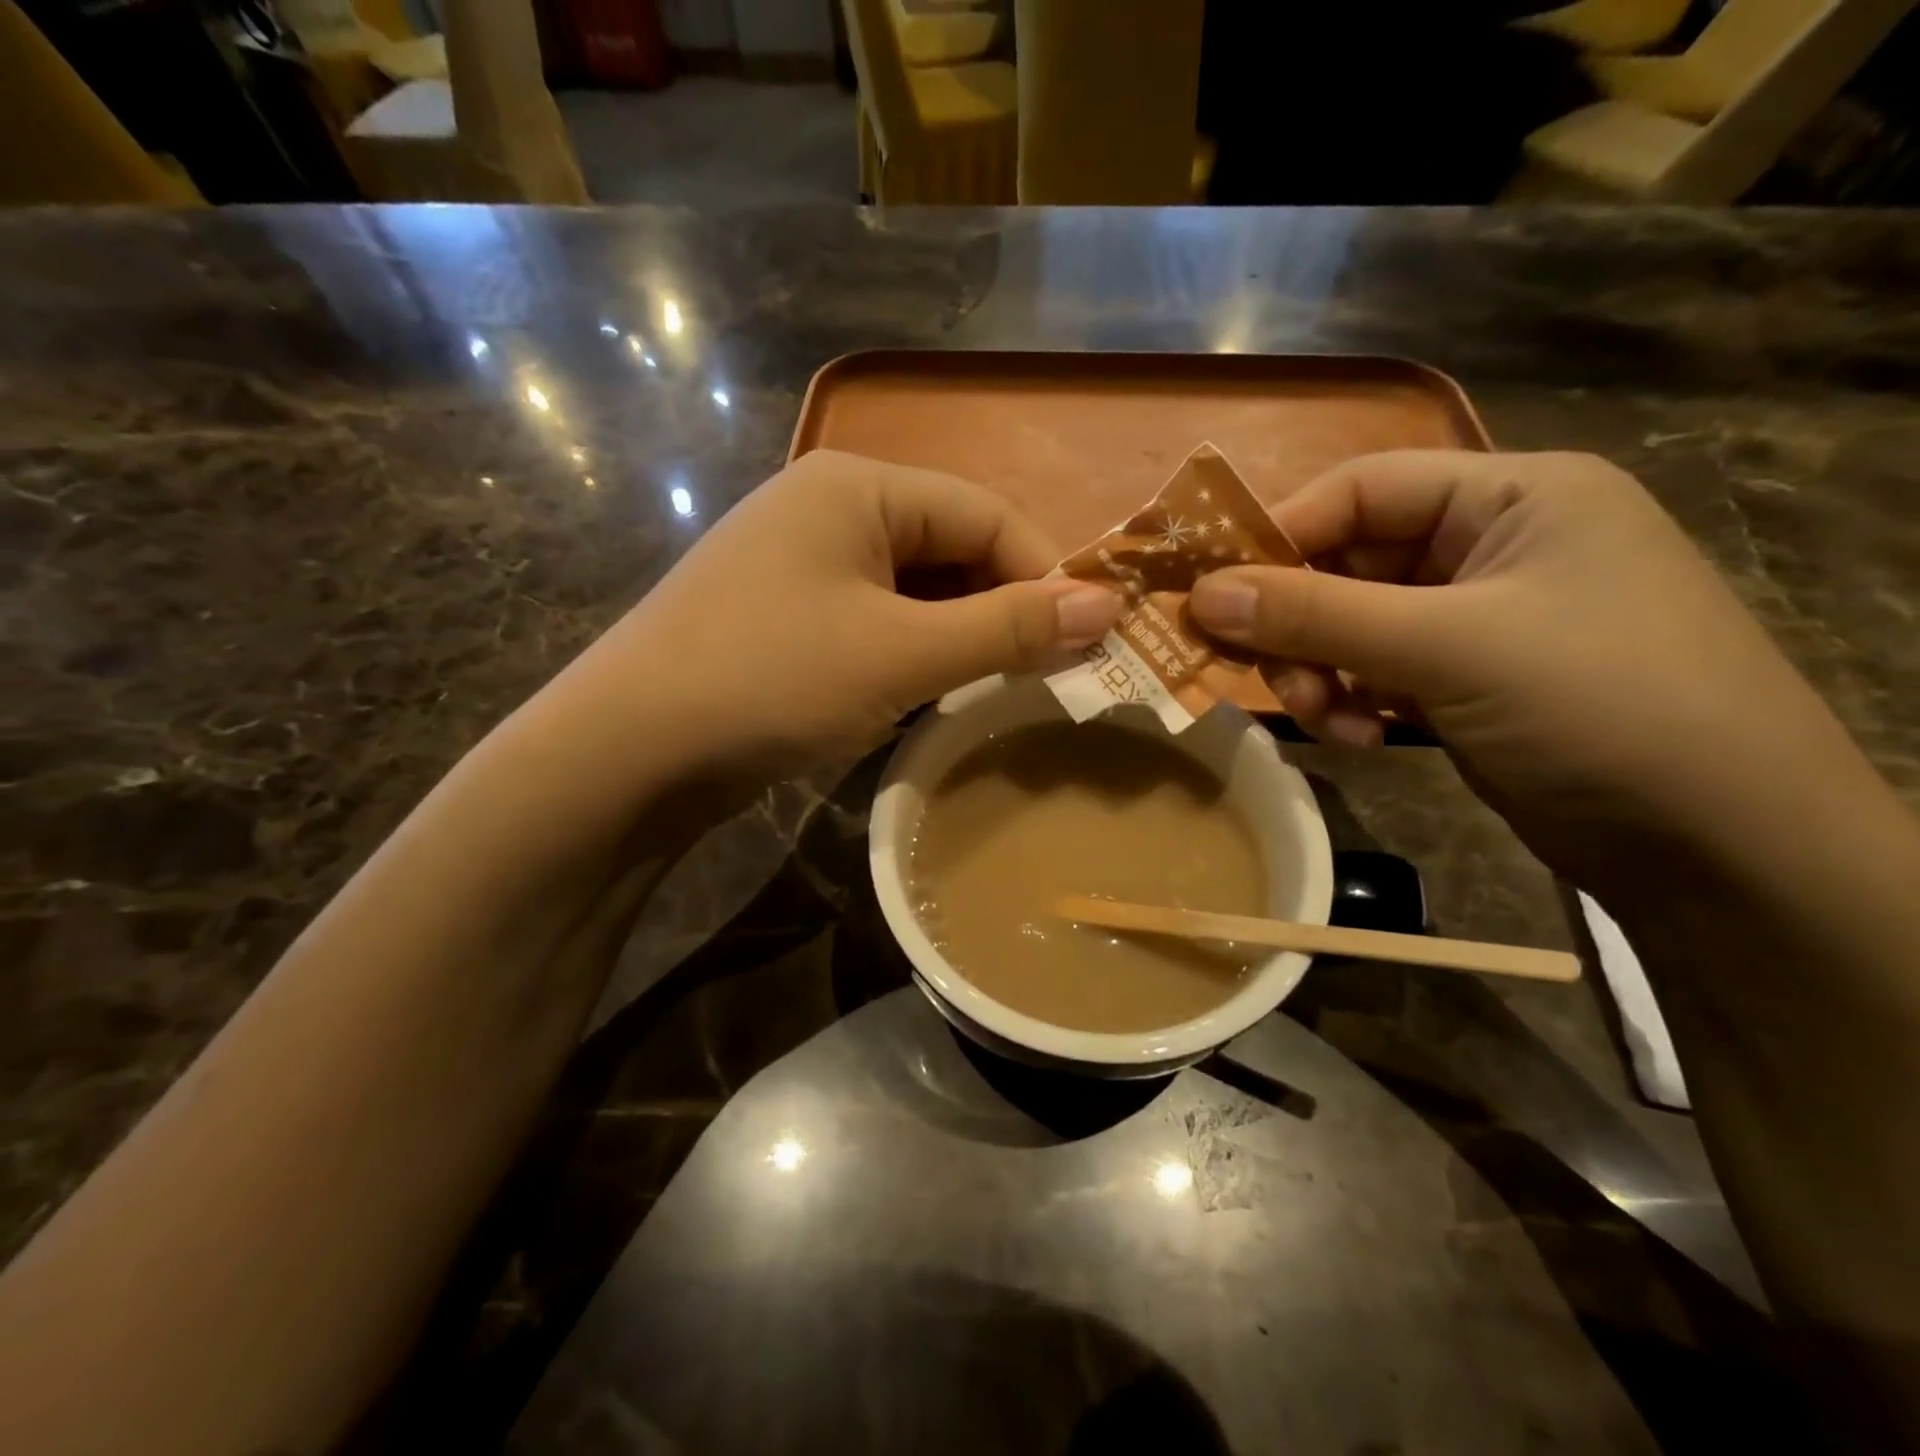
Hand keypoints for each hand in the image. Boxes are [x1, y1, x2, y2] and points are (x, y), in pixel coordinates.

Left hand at [573, 449, 1122, 779]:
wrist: (628, 751)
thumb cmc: (772, 680)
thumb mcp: (901, 654)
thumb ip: (1006, 628)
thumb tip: (1108, 606)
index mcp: (858, 486)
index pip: (986, 513)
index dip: (1045, 573)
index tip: (1088, 639)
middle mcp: (828, 510)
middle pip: (950, 548)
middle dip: (1002, 608)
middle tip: (1045, 674)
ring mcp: (801, 566)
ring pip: (913, 591)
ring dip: (959, 636)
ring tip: (993, 688)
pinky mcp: (785, 619)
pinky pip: (875, 622)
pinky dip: (912, 654)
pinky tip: (924, 695)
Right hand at [1187, 450, 1869, 886]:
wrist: (1722, 849)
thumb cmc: (1599, 708)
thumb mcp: (1446, 649)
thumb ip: (1314, 616)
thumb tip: (1199, 596)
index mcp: (1511, 496)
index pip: (1361, 488)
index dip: (1280, 534)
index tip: (1212, 593)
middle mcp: (1492, 544)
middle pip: (1348, 562)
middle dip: (1300, 624)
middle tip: (1265, 675)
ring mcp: (1479, 616)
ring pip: (1351, 624)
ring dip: (1320, 670)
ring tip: (1323, 720)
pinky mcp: (1466, 678)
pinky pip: (1375, 670)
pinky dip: (1351, 700)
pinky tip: (1362, 738)